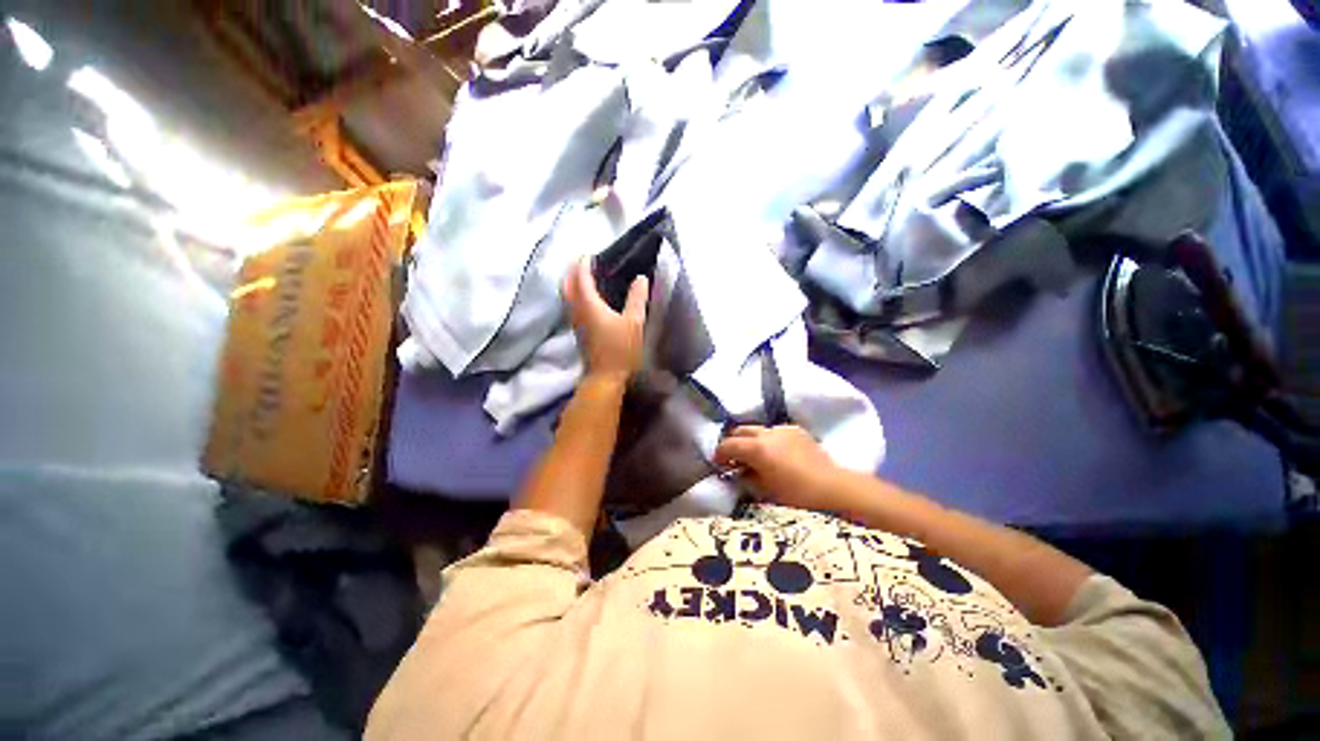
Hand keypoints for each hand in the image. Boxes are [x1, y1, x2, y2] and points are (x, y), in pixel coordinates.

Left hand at [562, 257, 647, 384]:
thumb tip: (641, 278)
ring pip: (567, 296)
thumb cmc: (620, 350)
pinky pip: (572, 306)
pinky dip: (575, 295)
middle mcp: (577, 311)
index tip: (589, 254)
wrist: (605, 378)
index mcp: (589, 305)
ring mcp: (575, 323)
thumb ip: (637, 298)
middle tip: (583, 262)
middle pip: (567, 285)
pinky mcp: (578, 332)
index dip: (584, 264)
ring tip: (584, 276)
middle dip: (572, 271)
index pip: (581, 278)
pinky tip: (587, 299)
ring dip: (572, 283)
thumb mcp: (634, 323)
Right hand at [714, 425, 848, 511]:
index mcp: (757, 448)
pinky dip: (768, 439)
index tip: (717, 464)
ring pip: (757, 429)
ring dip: (751, 440)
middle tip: (733, 459)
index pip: (728, 444)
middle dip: (733, 442)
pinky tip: (775, 454)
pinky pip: (775, 431)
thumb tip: (738, 472)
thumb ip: (747, 477)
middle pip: (740, 430)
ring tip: (754, 456)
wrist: (835, 490)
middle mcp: (767, 432)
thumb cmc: (798, 497)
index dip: (719, 454)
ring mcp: (783, 429)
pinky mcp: (797, 430)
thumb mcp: (765, 491)